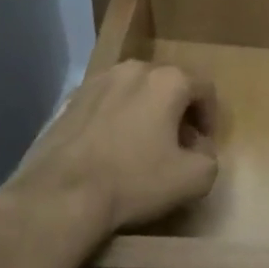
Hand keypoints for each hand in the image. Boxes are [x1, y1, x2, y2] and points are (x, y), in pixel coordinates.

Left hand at [0, 57, 217, 260]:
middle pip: (169, 85)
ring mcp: (97, 82)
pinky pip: (106, 104)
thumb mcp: (195, 179)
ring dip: (146, 113)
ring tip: (142, 146)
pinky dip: (116, 119)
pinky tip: (111, 150)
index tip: (203, 145)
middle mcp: (134, 70)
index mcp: (168, 81)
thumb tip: (198, 150)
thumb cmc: (133, 181)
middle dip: (178, 112)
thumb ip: (210, 158)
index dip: (211, 117)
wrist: (58, 197)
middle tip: (177, 145)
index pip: (204, 89)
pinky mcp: (69, 101)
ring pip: (135, 92)